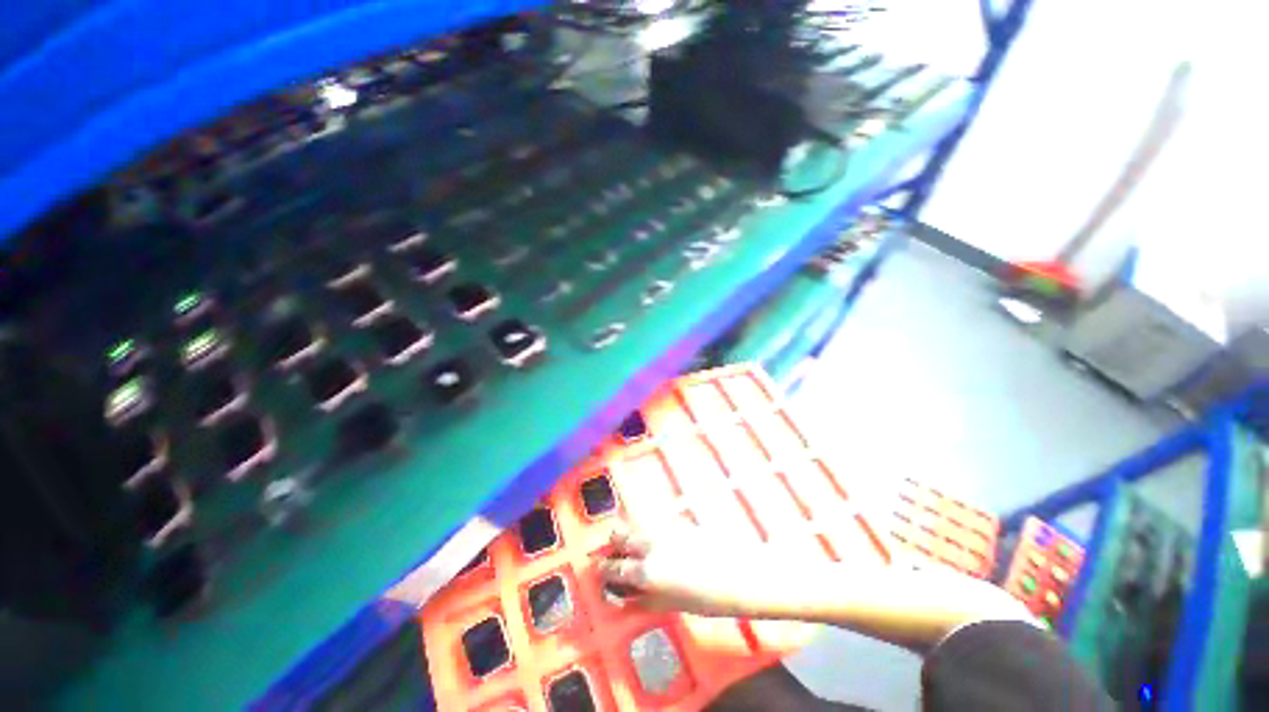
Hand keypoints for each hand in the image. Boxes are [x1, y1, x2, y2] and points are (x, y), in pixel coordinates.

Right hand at [597, 525, 796, 617]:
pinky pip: (652, 524)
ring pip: (635, 527)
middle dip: (613, 545)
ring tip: (632, 548)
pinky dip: (646, 532)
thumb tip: (626, 595)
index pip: (614, 568)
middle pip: (620, 536)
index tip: (598, 569)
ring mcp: (662, 529)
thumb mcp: (672, 604)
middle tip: (614, 555)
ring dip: (628, 536)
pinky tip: (655, 543)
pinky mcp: (675, 521)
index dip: (604, 569)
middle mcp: (649, 545)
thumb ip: (645, 597)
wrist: (737, 572)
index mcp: (646, 570)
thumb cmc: (707, 598)